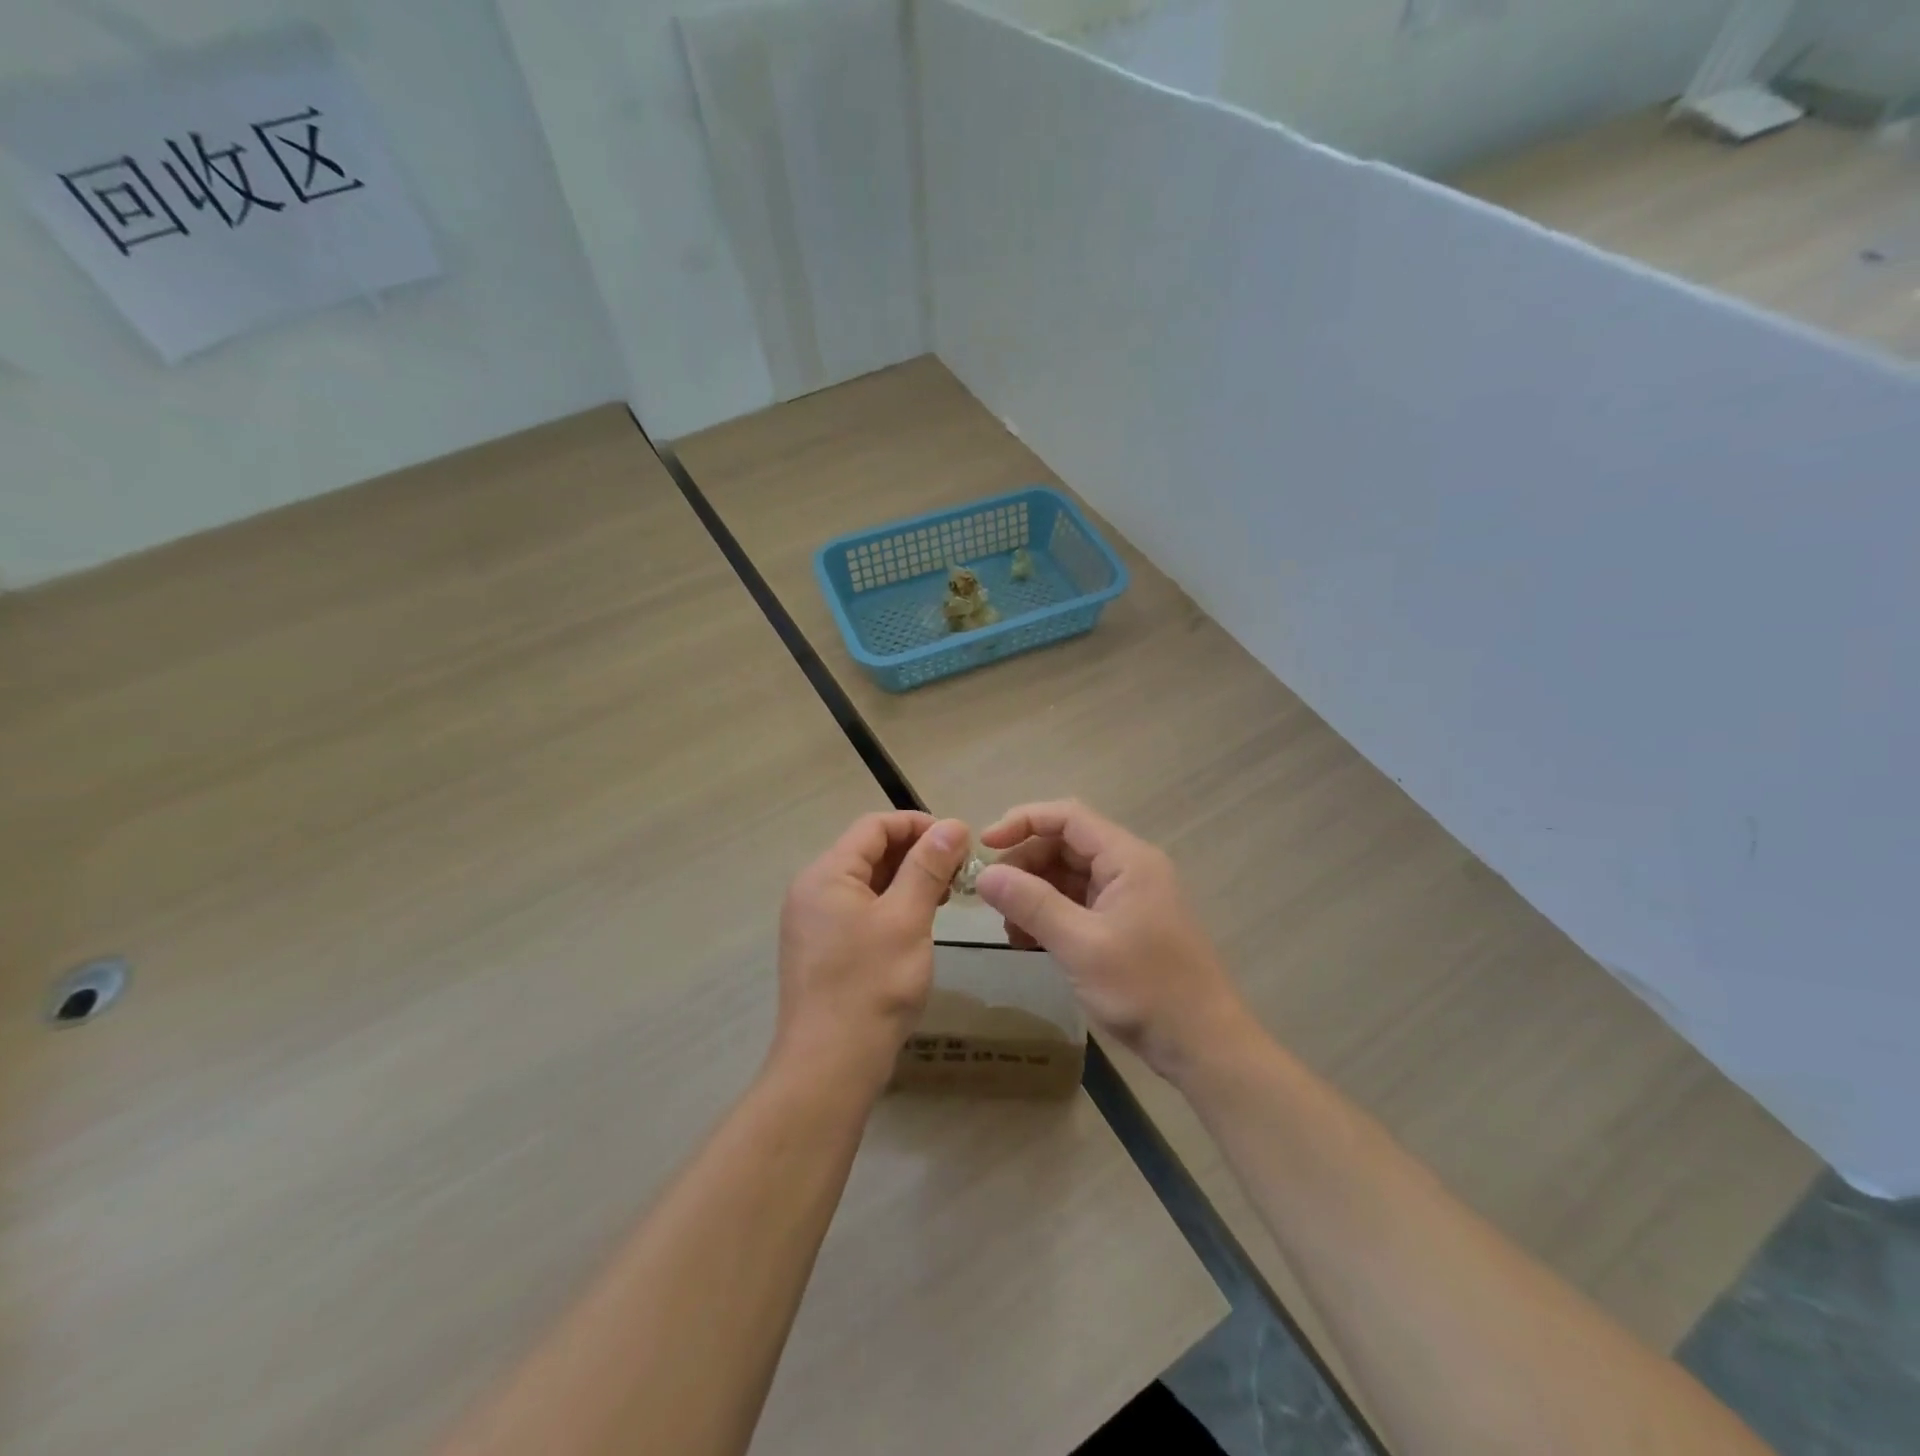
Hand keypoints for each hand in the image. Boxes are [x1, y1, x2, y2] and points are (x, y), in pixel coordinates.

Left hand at [774, 811, 971, 1094]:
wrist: (830, 1065)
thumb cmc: (872, 985)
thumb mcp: (907, 919)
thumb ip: (928, 867)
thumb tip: (953, 825)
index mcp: (827, 874)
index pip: (874, 826)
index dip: (918, 825)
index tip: (959, 842)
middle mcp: (813, 890)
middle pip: (868, 851)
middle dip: (915, 853)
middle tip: (958, 872)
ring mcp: (815, 922)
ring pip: (867, 882)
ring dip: (907, 880)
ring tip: (945, 896)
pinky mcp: (823, 948)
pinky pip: (860, 909)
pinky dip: (892, 906)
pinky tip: (919, 922)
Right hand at [976, 800, 1251, 1083]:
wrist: (1202, 1045)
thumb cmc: (1145, 988)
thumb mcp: (1080, 945)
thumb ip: (1031, 904)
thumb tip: (984, 874)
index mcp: (1127, 858)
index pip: (1068, 816)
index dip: (1022, 822)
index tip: (985, 845)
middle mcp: (1129, 867)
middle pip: (1065, 844)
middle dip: (1025, 865)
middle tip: (993, 898)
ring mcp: (1127, 897)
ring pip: (1068, 876)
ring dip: (1034, 894)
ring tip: (1012, 929)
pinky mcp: (1124, 924)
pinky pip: (1077, 904)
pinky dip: (1050, 916)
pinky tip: (1030, 942)